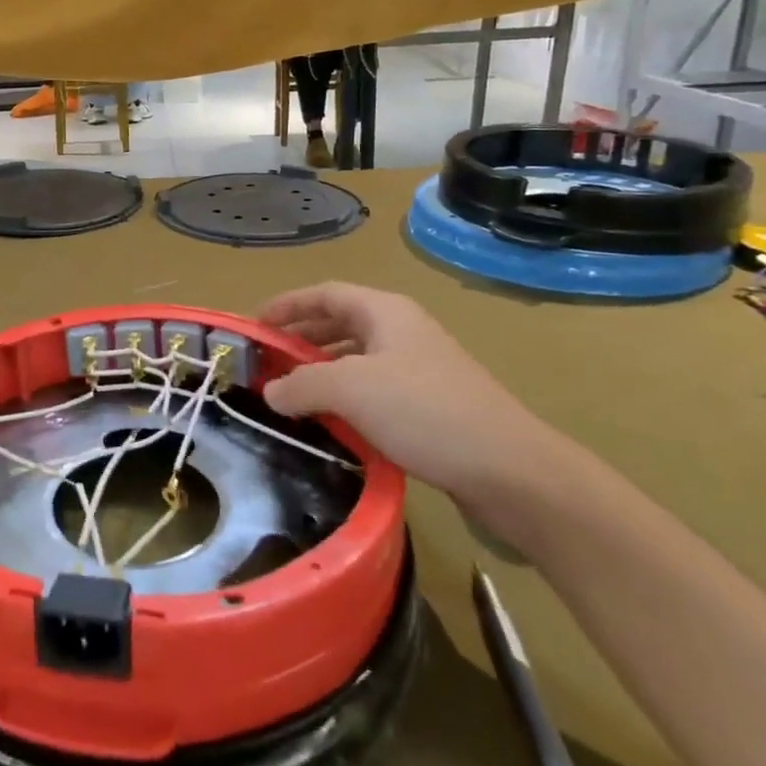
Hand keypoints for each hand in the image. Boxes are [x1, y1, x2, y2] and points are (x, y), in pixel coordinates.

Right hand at [256, 283, 584, 548]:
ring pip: (356, 359)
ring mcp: (420, 369)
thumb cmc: (425, 412)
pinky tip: (330, 423)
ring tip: (289, 393)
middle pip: (339, 323)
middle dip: (300, 338)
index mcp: (385, 312)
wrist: (510, 471)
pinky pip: (374, 390)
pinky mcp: (430, 406)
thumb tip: (269, 392)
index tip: (254, 326)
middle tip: (266, 362)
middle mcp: (402, 332)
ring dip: (320, 370)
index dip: (287, 304)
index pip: (324, 294)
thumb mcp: (350, 389)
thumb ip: (301, 384)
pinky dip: (345, 398)